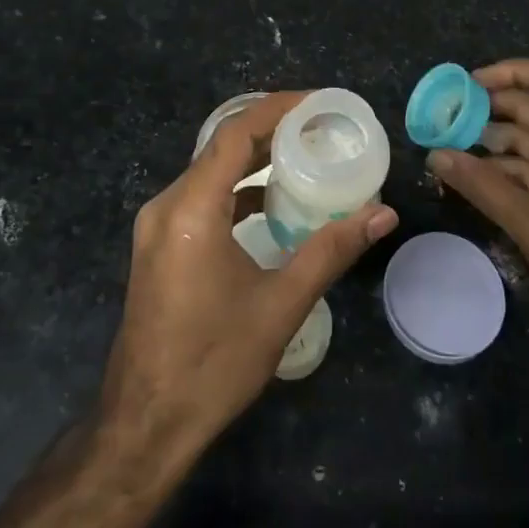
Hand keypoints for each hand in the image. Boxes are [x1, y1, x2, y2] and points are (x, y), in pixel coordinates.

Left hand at [99, 91, 397, 469]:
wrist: (145, 425)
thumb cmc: (213, 364)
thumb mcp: (280, 305)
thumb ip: (331, 251)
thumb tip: (383, 214)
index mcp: (191, 210)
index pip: (234, 134)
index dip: (276, 109)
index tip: (318, 102)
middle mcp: (167, 206)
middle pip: (221, 147)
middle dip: (270, 130)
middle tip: (320, 126)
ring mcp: (157, 226)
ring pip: (209, 172)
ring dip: (252, 160)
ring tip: (303, 155)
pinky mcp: (159, 245)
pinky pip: (201, 197)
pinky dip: (236, 189)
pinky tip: (269, 202)